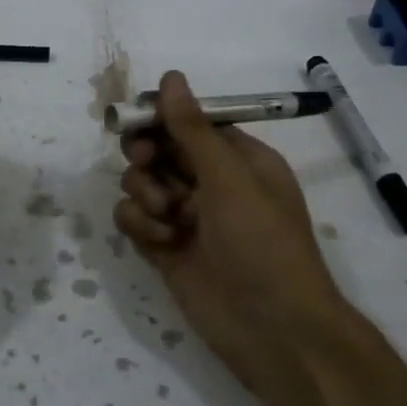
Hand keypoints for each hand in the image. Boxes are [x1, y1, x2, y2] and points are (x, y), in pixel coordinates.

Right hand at [114, 71, 348, 384]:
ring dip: (144, 193)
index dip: (160, 118)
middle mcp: (210, 183)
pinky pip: (134, 219)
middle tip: (145, 164)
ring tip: (166, 217)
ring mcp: (186, 217)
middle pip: (159, 150)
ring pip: (142, 184)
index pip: (189, 123)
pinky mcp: (165, 248)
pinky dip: (138, 224)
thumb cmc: (262, 244)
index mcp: (238, 160)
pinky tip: (158, 240)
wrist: (272, 328)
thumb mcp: (230, 179)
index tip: (136, 121)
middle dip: (147, 156)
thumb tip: (170, 76)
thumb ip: (192, 130)